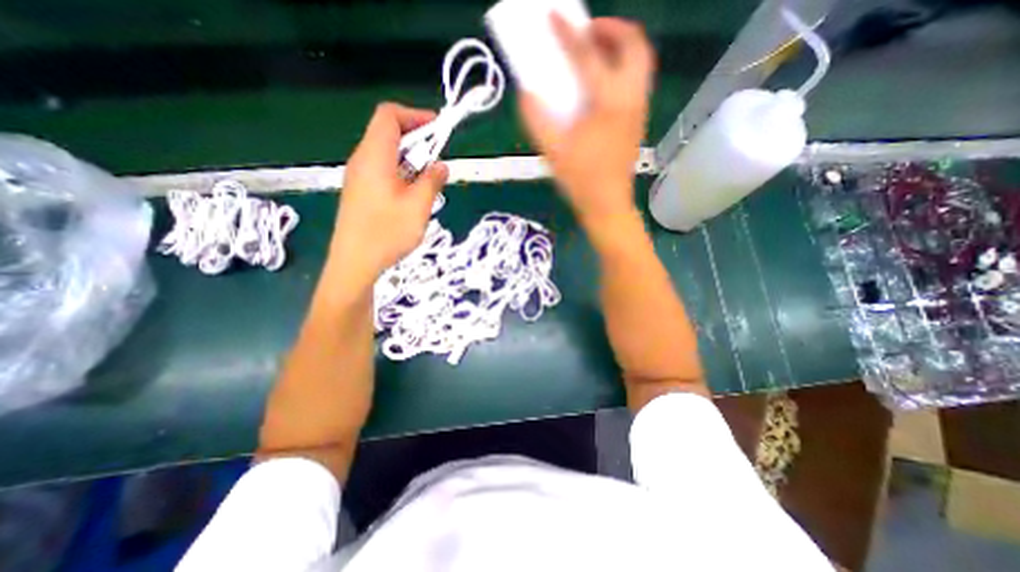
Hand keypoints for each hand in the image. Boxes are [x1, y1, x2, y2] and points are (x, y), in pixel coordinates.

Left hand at [331, 102, 448, 288]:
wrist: (354, 263)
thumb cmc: (387, 232)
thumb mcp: (418, 206)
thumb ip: (432, 181)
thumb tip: (441, 165)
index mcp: (374, 156)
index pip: (389, 115)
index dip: (415, 115)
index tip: (438, 128)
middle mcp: (362, 160)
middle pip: (388, 133)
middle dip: (417, 140)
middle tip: (438, 160)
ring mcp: (358, 177)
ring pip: (386, 154)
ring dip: (411, 160)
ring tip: (429, 181)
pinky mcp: (360, 192)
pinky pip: (382, 171)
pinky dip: (401, 173)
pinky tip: (413, 195)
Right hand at [519, 16, 652, 225]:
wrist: (607, 204)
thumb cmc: (580, 180)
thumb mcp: (552, 150)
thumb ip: (536, 118)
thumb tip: (526, 92)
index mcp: (607, 104)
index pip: (588, 56)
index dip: (568, 32)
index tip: (554, 15)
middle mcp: (630, 98)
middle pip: (634, 44)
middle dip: (611, 28)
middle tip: (586, 31)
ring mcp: (639, 109)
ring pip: (641, 60)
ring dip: (620, 45)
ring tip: (596, 51)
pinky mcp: (639, 120)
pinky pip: (638, 79)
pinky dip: (623, 66)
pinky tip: (603, 82)